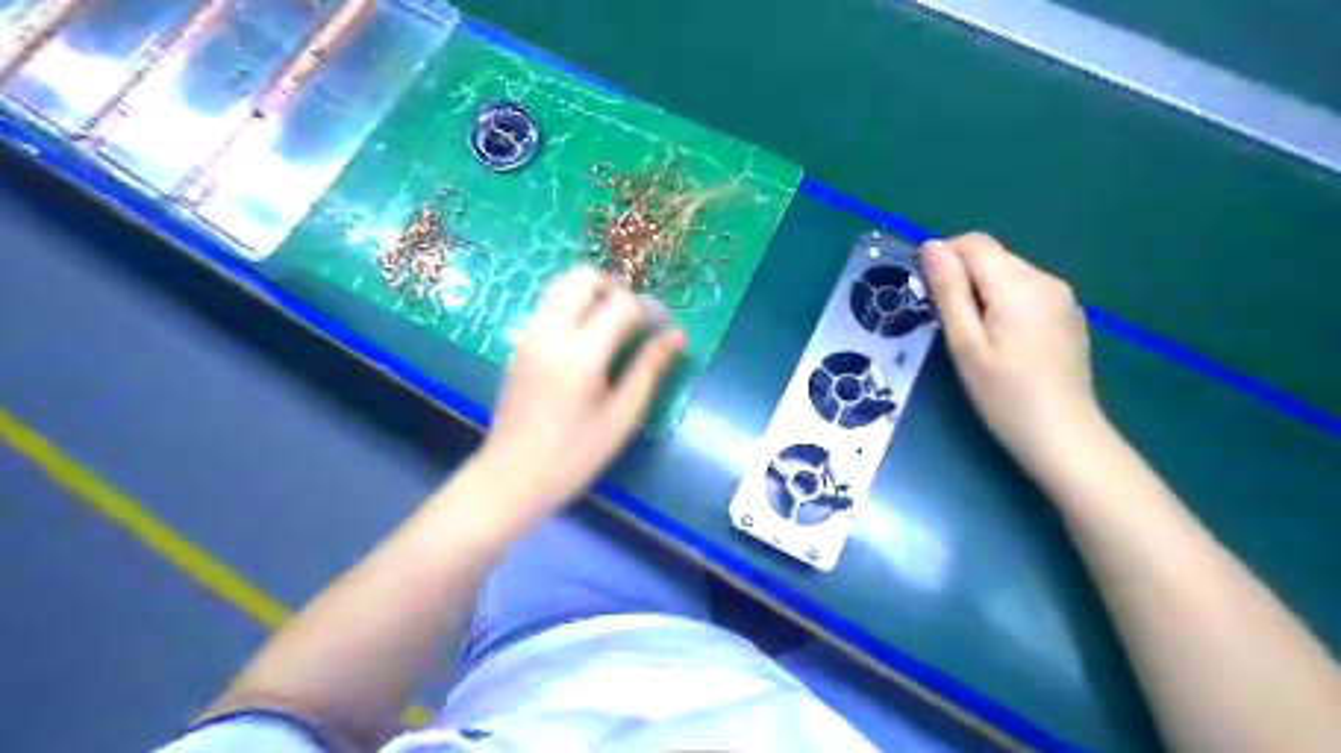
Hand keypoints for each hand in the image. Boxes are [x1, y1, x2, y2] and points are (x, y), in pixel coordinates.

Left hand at [474, 267, 683, 525]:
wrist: (510, 478)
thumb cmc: (574, 456)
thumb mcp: (621, 417)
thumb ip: (649, 370)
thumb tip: (676, 336)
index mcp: (579, 355)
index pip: (622, 305)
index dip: (650, 310)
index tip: (665, 330)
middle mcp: (549, 333)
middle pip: (583, 277)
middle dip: (616, 288)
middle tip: (636, 320)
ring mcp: (529, 336)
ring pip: (562, 286)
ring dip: (593, 295)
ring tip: (614, 328)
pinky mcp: (520, 345)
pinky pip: (551, 308)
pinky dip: (575, 309)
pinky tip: (590, 344)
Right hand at [924, 234, 1100, 474]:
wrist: (1064, 438)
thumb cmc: (1005, 395)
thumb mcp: (965, 344)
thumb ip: (949, 291)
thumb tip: (931, 246)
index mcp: (1019, 284)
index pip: (974, 244)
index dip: (942, 257)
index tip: (924, 293)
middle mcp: (1046, 280)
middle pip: (993, 257)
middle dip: (961, 276)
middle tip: (942, 321)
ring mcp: (1062, 298)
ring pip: (1009, 274)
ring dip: (981, 290)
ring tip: (969, 335)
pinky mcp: (1068, 316)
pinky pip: (1026, 293)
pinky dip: (1003, 303)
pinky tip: (1000, 341)